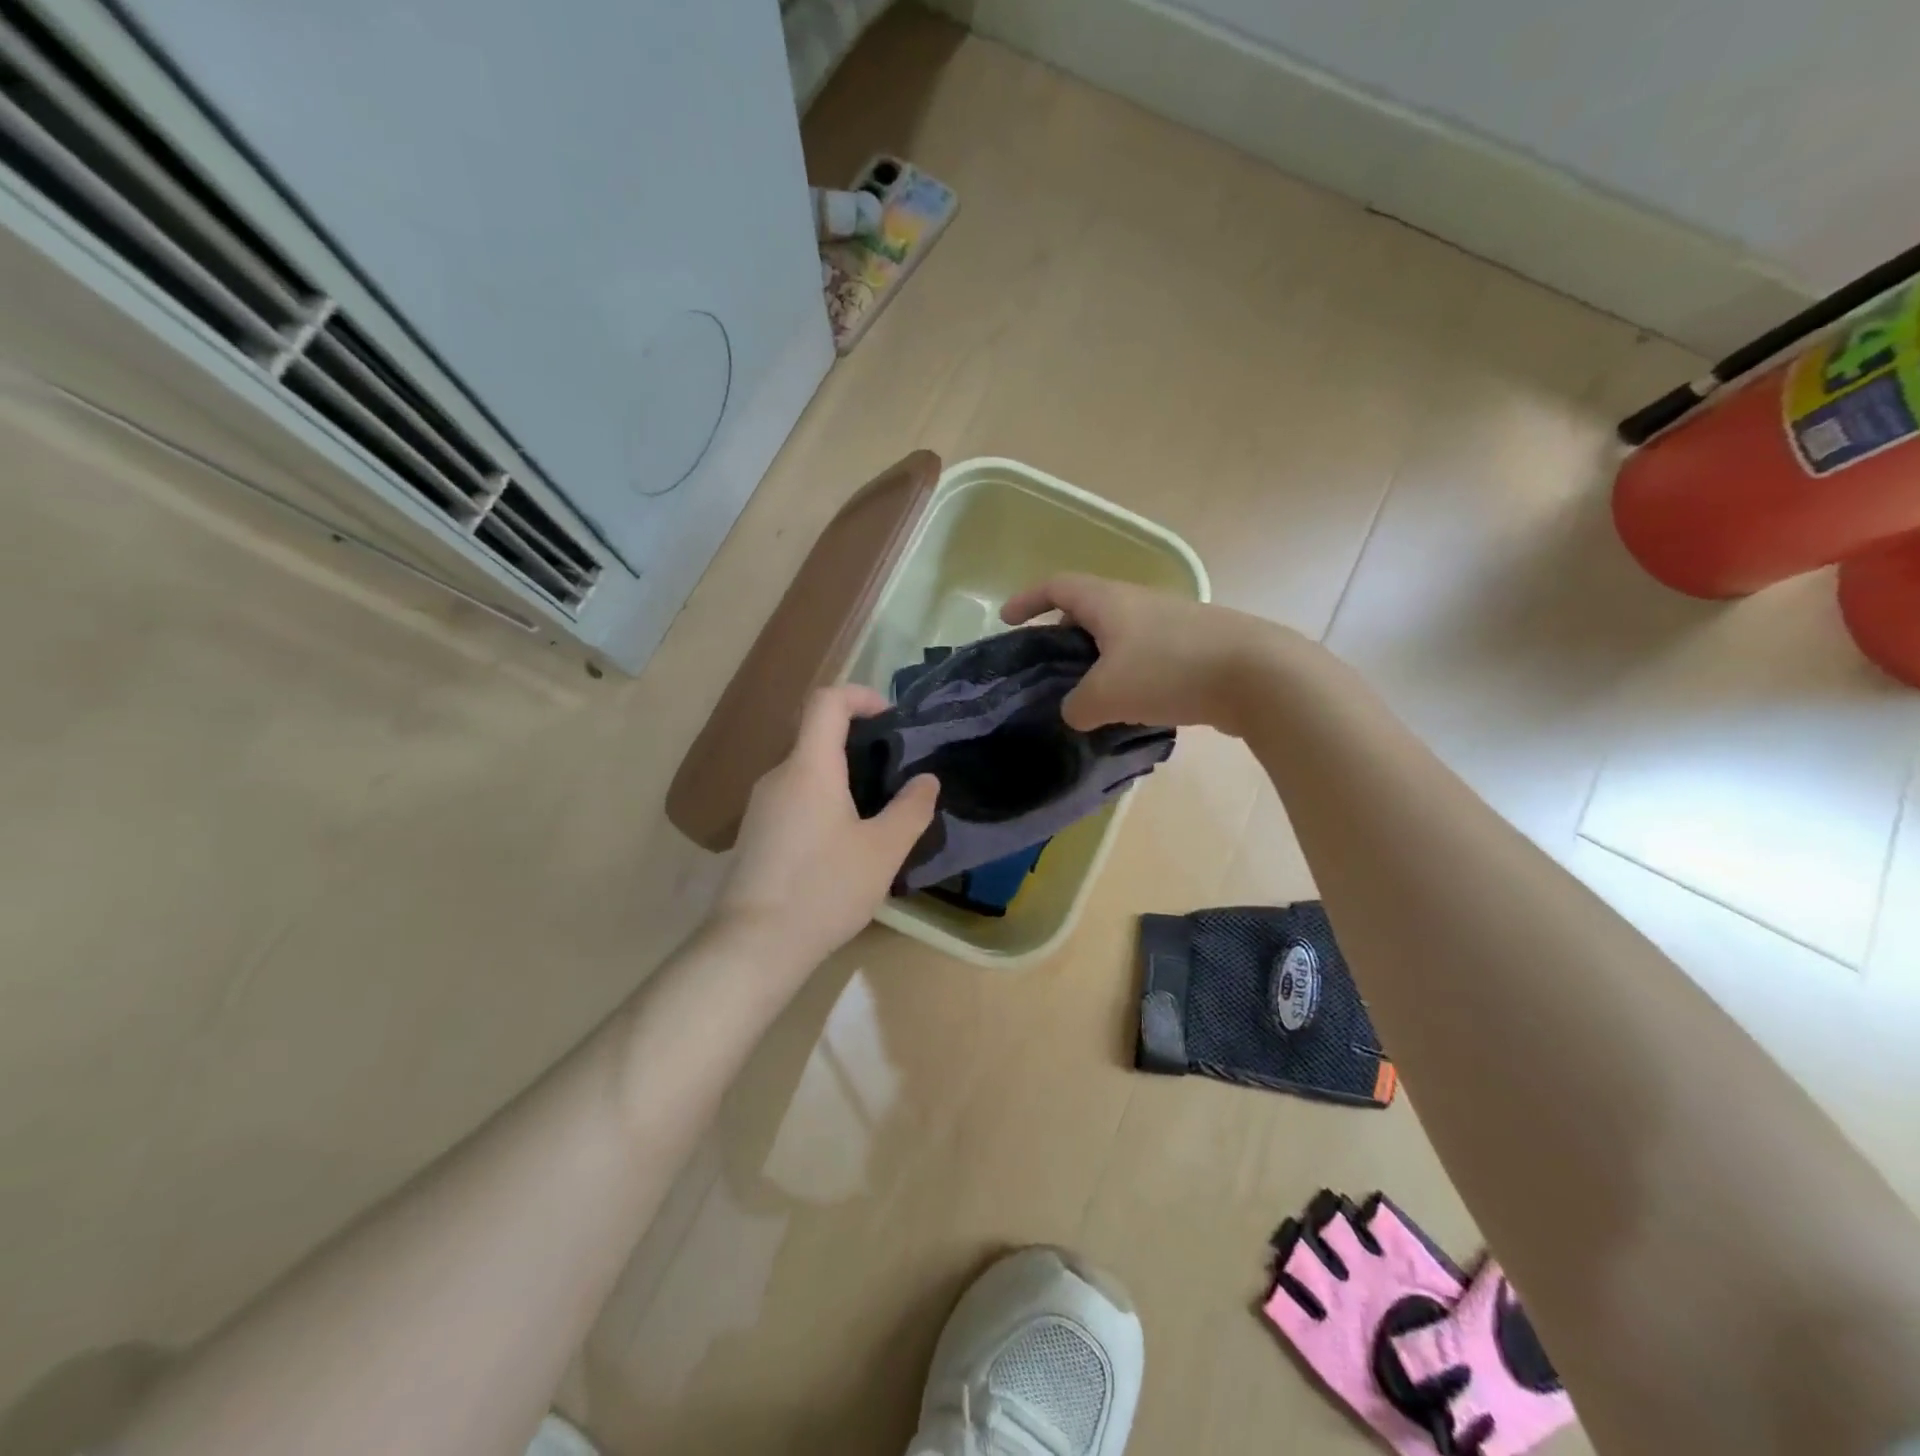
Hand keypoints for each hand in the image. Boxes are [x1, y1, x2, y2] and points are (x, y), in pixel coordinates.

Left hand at [711, 684, 937, 974]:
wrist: (753, 945)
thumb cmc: (824, 888)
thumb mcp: (883, 851)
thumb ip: (911, 810)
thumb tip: (926, 780)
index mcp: (809, 767)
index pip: (827, 701)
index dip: (860, 695)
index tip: (890, 718)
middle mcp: (778, 776)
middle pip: (817, 738)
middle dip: (859, 745)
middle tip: (895, 776)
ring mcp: (760, 806)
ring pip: (806, 773)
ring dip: (842, 780)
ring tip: (875, 816)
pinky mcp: (755, 835)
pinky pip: (794, 800)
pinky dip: (822, 804)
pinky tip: (842, 847)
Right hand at [1001, 574, 1281, 732]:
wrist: (1258, 675)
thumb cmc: (1169, 671)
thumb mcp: (1106, 695)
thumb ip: (1076, 706)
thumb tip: (1075, 712)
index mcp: (1108, 601)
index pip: (1056, 586)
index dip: (1027, 599)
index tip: (1006, 621)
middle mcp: (1138, 603)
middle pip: (1088, 610)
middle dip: (1062, 635)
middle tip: (1047, 668)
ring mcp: (1171, 623)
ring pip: (1120, 637)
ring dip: (1098, 660)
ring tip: (1087, 696)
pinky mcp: (1196, 647)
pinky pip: (1148, 656)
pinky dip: (1129, 675)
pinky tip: (1131, 709)